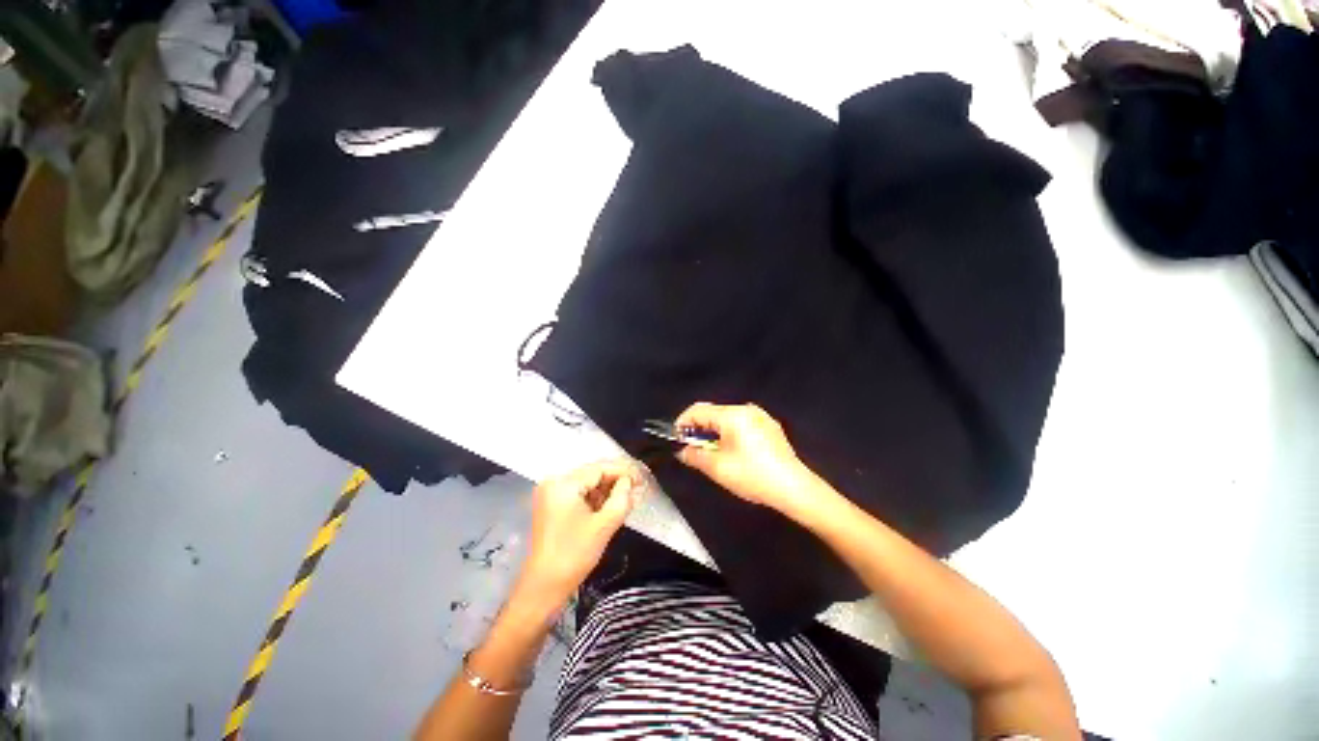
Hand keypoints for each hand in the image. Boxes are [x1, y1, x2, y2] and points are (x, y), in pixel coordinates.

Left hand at [517, 460, 640, 609]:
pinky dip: (596, 497)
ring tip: (629, 495)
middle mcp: (554, 482)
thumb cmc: (574, 555)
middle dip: (616, 480)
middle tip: (639, 486)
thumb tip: (629, 482)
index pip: (599, 469)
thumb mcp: (604, 525)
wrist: (544, 586)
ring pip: (587, 483)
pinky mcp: (552, 504)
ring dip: (607, 489)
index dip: (623, 471)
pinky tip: (611, 503)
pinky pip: (579, 493)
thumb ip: (621, 498)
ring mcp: (551, 493)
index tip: (642, 478)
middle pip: (592, 473)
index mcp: (563, 484)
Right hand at [674, 402, 820, 513]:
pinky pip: (742, 425)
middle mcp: (747, 409)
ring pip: (728, 419)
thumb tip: (682, 451)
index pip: (698, 410)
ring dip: (715, 433)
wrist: (794, 488)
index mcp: (732, 414)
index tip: (676, 438)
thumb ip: (694, 456)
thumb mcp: (718, 468)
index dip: (682, 422)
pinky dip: (731, 435)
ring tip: (712, 455)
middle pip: (713, 413)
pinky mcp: (770, 428)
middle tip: (692, 450)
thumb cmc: (753, 476)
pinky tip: (734, 454)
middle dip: (699, 430)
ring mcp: (761, 417)